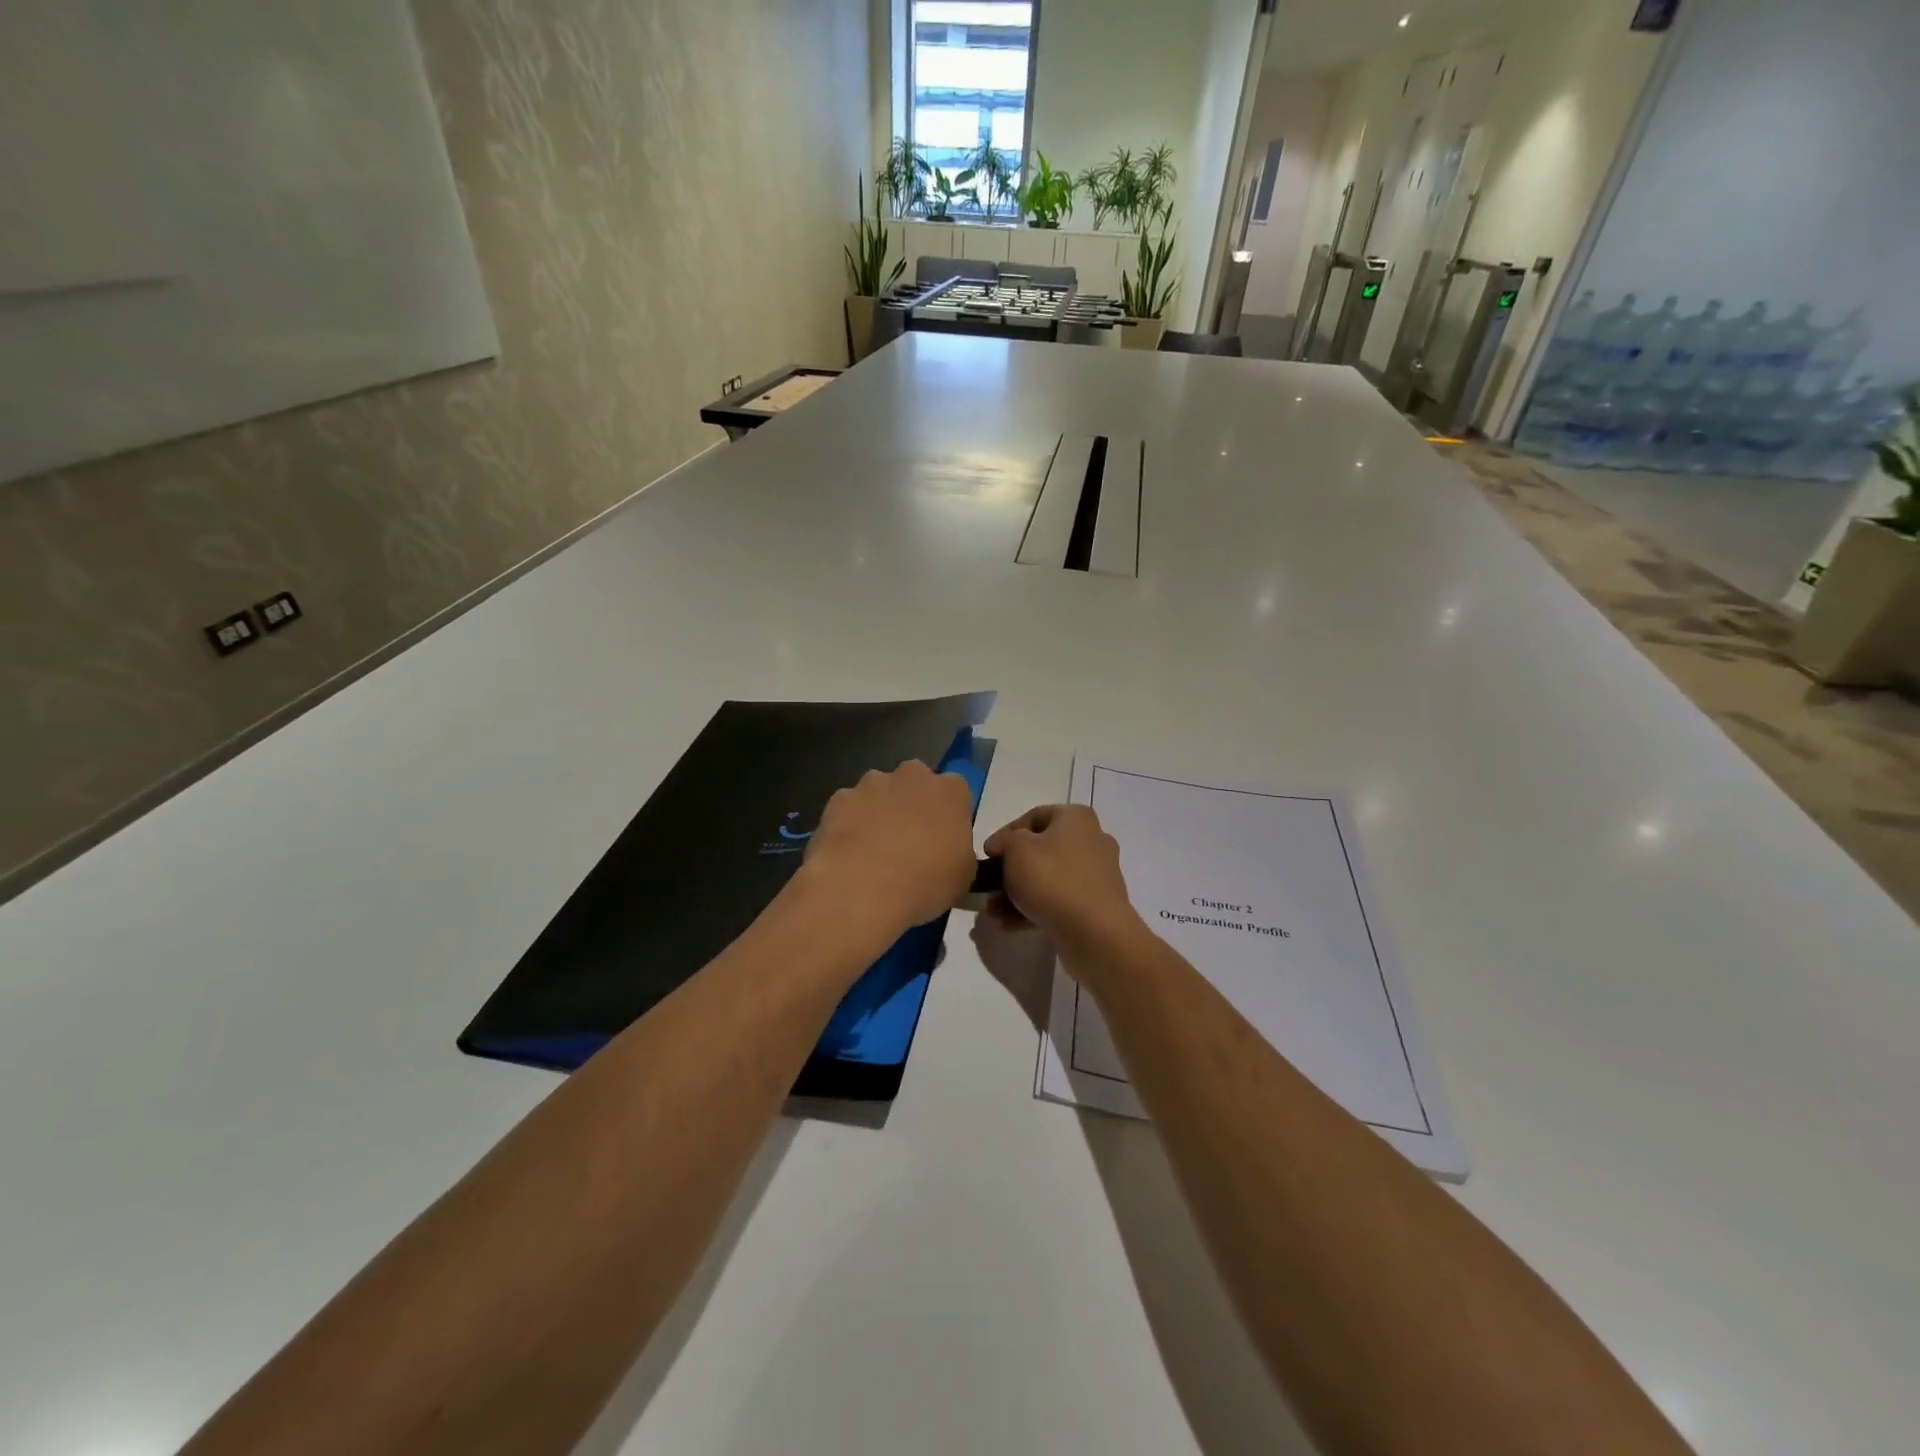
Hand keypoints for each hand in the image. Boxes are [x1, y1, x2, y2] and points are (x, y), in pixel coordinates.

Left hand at [797, 761, 976, 945]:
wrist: (860, 889)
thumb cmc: (924, 883)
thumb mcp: (963, 877)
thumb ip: (959, 852)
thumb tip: (948, 852)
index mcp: (951, 791)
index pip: (956, 792)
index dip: (948, 815)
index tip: (942, 839)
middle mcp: (912, 775)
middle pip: (916, 783)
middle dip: (912, 804)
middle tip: (908, 841)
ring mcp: (872, 783)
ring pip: (879, 791)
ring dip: (879, 811)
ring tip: (873, 851)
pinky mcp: (839, 799)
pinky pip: (849, 808)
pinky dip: (850, 823)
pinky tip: (848, 853)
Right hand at [982, 804, 1140, 950]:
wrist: (1094, 932)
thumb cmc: (1052, 879)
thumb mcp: (1016, 849)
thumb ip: (1004, 841)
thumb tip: (1002, 847)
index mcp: (1076, 818)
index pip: (1033, 816)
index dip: (1005, 834)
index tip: (987, 856)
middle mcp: (1091, 840)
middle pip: (1040, 850)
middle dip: (1009, 870)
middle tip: (989, 887)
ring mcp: (1096, 875)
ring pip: (1047, 878)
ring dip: (1017, 893)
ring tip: (993, 912)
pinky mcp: (1096, 905)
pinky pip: (1059, 900)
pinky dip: (1034, 908)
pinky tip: (1009, 925)